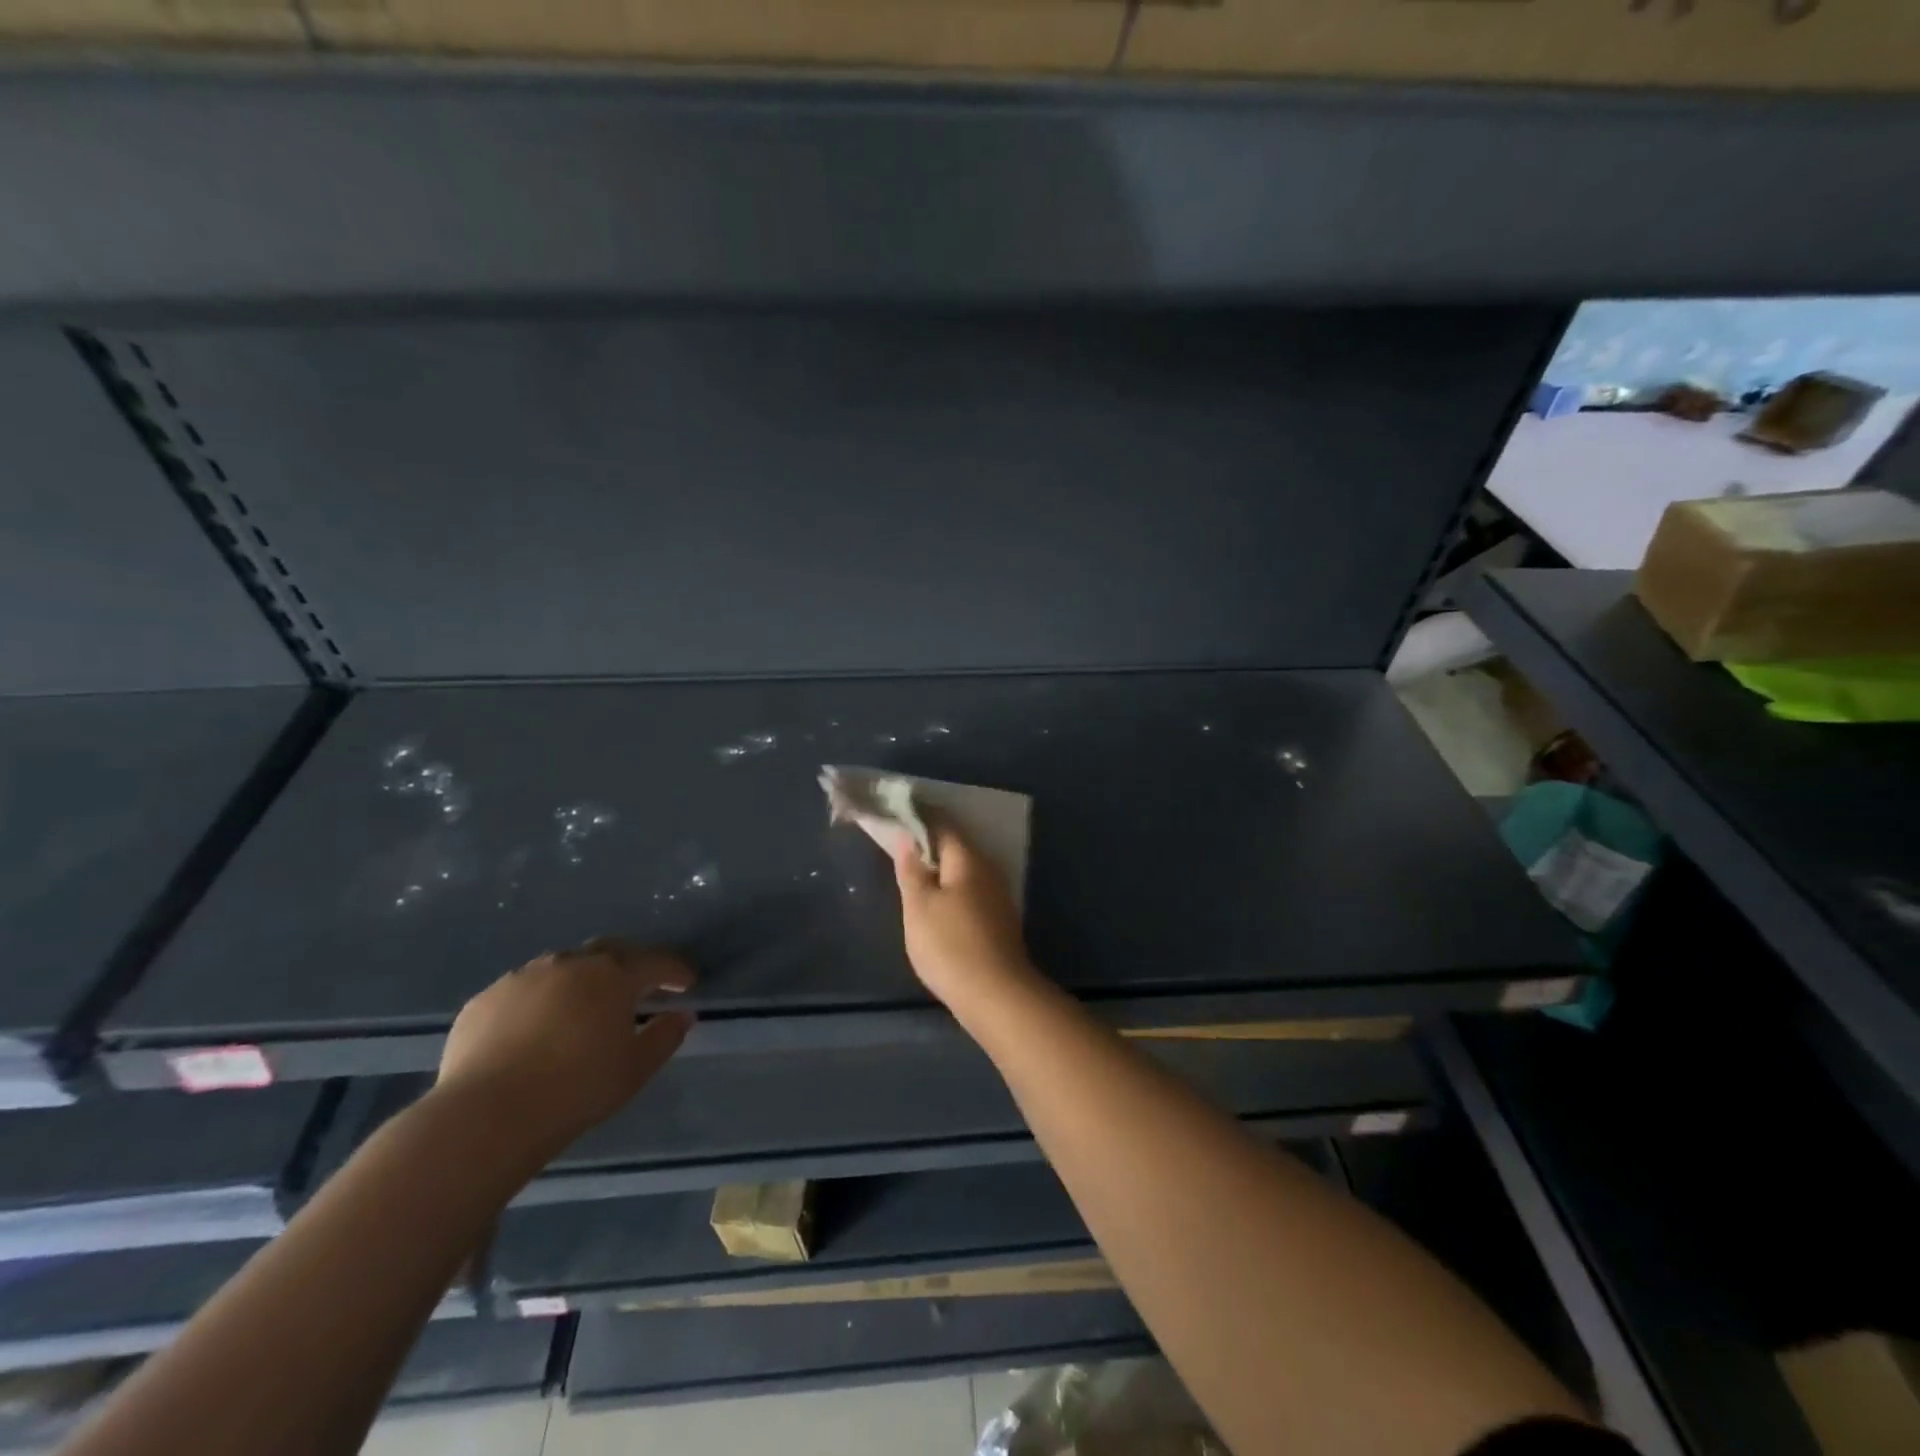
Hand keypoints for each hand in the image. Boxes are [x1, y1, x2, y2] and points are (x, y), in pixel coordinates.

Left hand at [436, 938, 694, 1150]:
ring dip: (580, 980)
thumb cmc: (576, 1089)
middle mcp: (569, 964)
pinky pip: (522, 991)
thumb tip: (683, 1015)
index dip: (674, 970)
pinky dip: (538, 1001)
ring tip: (583, 1007)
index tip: (687, 982)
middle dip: (628, 963)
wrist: (486, 1116)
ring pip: (562, 967)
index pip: (654, 962)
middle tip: (639, 984)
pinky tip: (535, 1029)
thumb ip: (665, 1036)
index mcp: (612, 975)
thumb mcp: (635, 1068)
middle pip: (608, 951)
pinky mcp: (484, 1000)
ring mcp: (522, 978)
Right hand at [892, 823, 1035, 1006]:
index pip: (942, 825)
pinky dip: (953, 892)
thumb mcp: (918, 906)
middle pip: (956, 848)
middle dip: (930, 846)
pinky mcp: (1000, 921)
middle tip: (900, 851)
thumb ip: (911, 870)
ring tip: (915, 878)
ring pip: (965, 873)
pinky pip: (972, 894)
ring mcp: (998, 897)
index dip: (918, 820)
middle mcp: (988, 870)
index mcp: (967, 859)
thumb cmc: (949, 945)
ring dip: (942, 872)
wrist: (996, 995)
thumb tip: (905, 837)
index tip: (896, 820)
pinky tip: (940, 906)